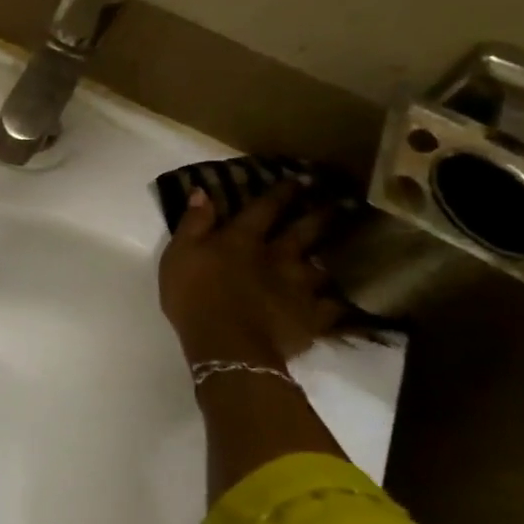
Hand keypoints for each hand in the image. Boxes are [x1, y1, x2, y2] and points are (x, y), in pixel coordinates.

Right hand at [157, 181, 341, 368]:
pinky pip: (333, 307)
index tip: (297, 179)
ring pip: (321, 267)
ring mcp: (299, 287)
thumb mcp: (179, 255)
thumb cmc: (194, 296)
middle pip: (303, 231)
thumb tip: (203, 191)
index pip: (265, 208)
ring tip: (343, 253)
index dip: (280, 192)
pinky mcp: (312, 317)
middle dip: (318, 215)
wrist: (227, 345)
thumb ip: (193, 224)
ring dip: (330, 258)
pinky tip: (345, 300)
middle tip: (336, 203)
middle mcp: (278, 256)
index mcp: (243, 240)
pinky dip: (338, 302)